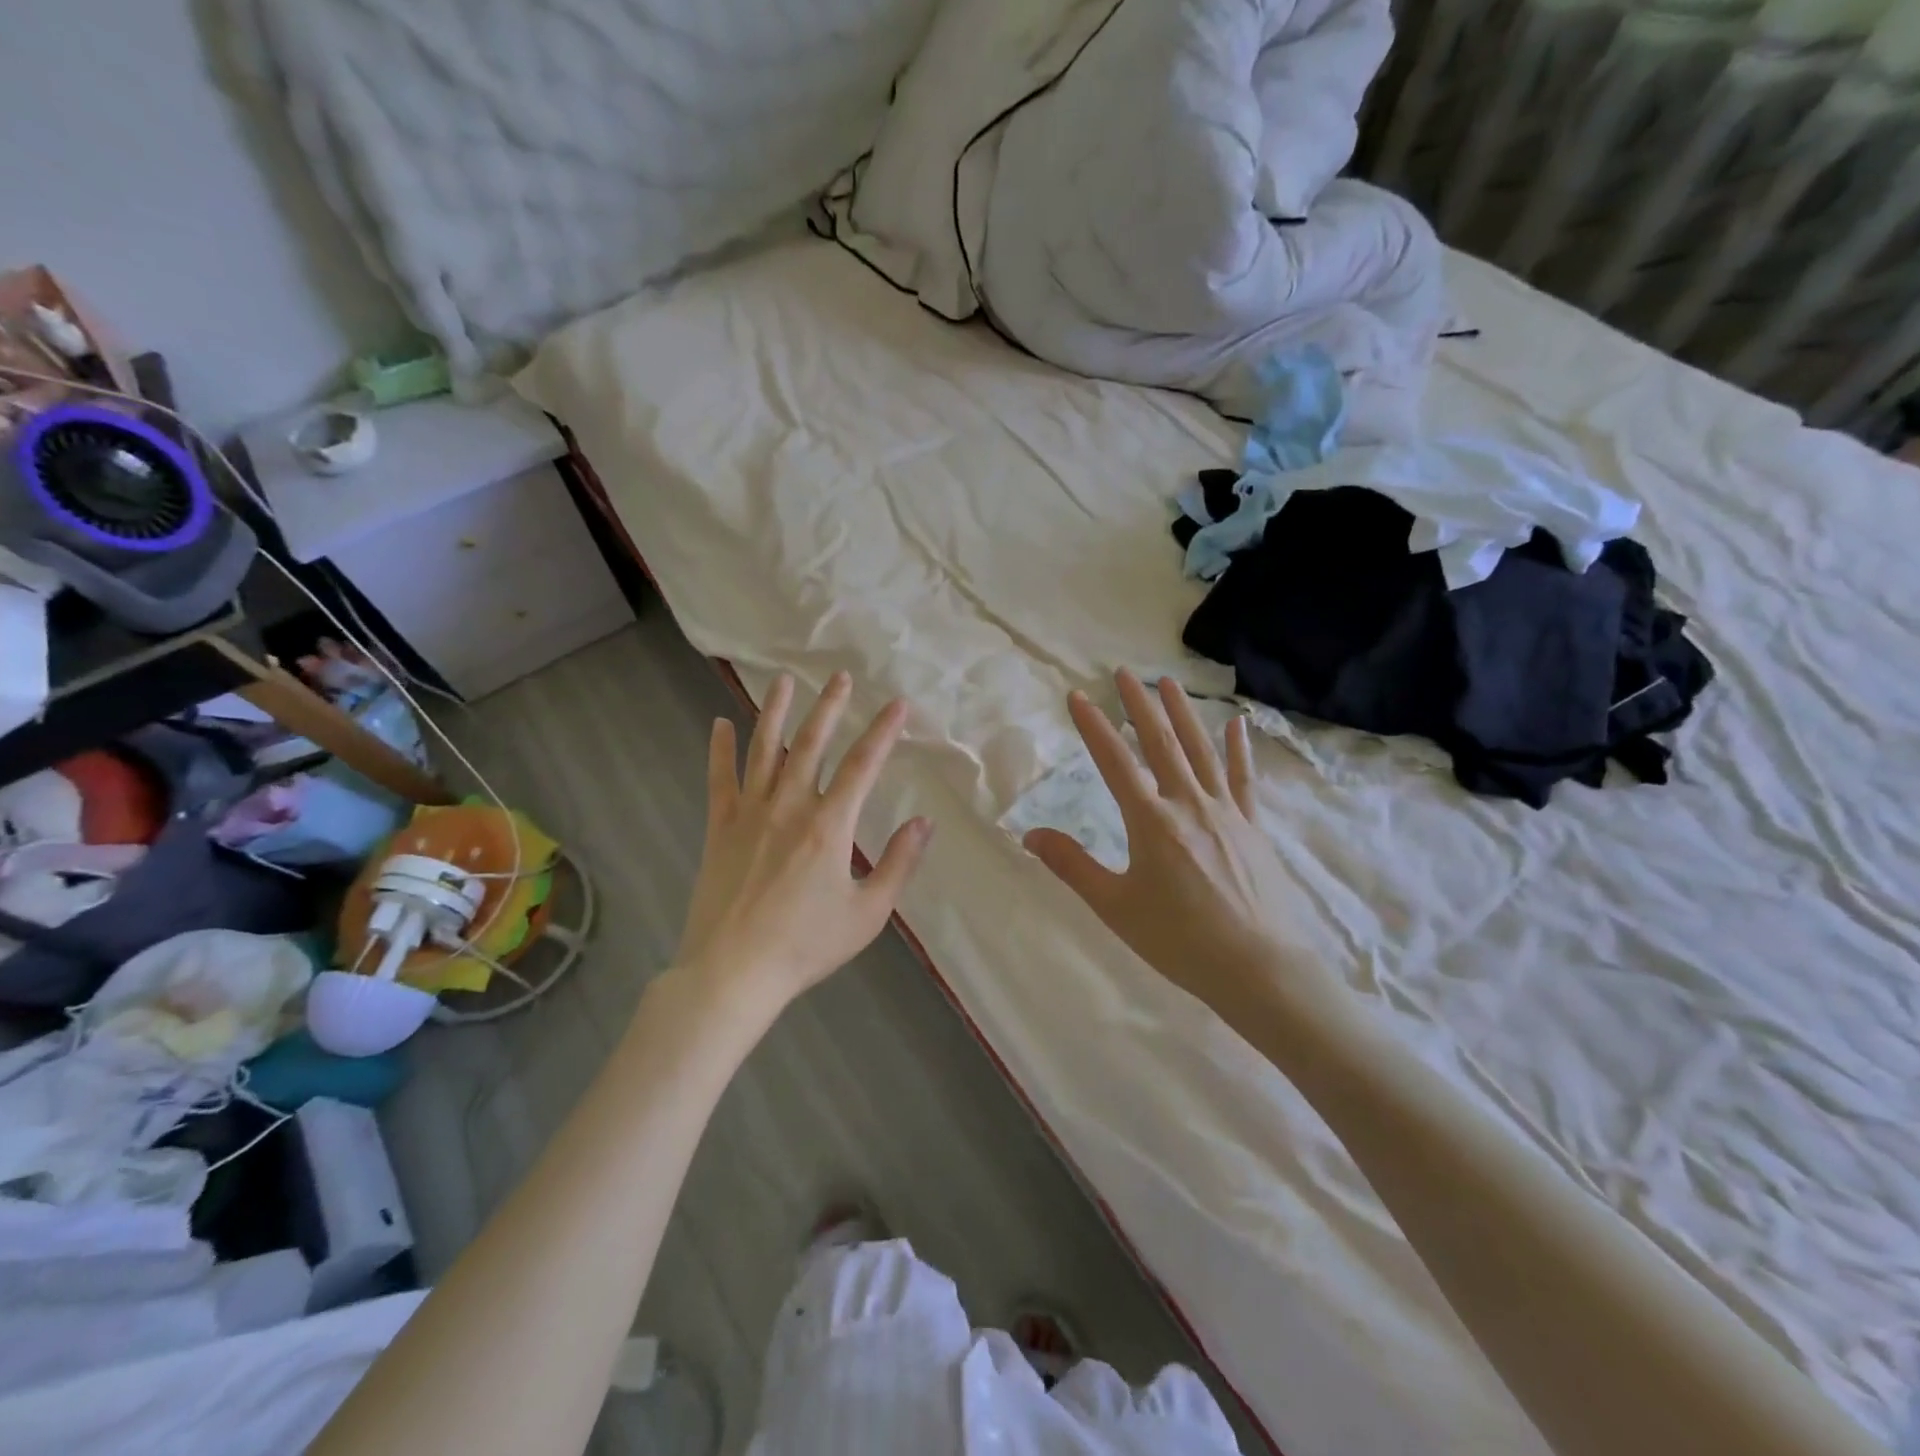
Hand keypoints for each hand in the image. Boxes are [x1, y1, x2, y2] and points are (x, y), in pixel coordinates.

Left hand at [677, 672, 931, 1014]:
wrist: (733, 972)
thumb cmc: (806, 945)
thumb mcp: (868, 913)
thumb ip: (898, 864)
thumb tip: (923, 822)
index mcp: (830, 826)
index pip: (863, 765)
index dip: (883, 731)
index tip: (898, 704)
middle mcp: (790, 806)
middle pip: (812, 744)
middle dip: (830, 707)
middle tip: (840, 677)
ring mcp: (750, 814)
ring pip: (764, 749)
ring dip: (776, 711)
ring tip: (784, 680)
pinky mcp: (719, 828)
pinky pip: (720, 780)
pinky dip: (719, 750)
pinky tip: (720, 724)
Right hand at [1024, 670, 1349, 1033]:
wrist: (1259, 968)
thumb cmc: (1179, 940)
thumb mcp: (1115, 906)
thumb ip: (1072, 866)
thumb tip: (1029, 835)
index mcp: (1151, 821)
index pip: (1114, 761)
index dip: (1093, 726)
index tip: (1078, 696)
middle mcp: (1188, 804)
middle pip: (1160, 742)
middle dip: (1139, 704)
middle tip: (1124, 672)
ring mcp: (1226, 811)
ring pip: (1201, 750)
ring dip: (1183, 713)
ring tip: (1169, 682)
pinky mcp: (1252, 826)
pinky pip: (1244, 778)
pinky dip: (1239, 749)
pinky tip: (1238, 725)